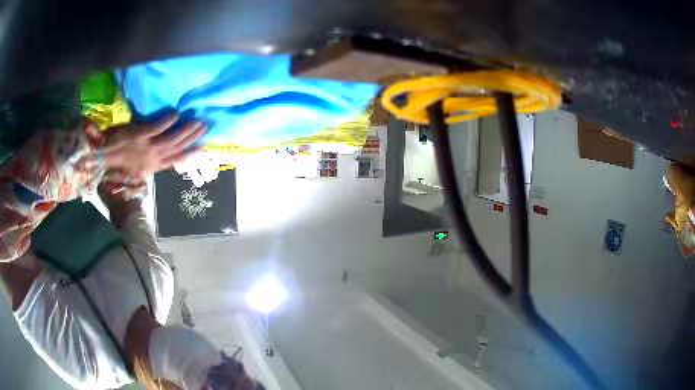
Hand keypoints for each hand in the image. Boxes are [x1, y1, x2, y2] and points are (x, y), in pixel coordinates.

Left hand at [103, 114, 205, 175]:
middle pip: (177, 148)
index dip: (190, 155)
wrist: (102, 158)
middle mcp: (153, 159)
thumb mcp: (136, 168)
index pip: (175, 161)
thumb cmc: (117, 164)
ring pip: (171, 139)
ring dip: (186, 130)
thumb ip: (149, 161)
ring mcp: (147, 148)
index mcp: (152, 167)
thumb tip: (162, 154)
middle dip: (193, 138)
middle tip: (205, 126)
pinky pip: (157, 128)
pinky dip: (167, 122)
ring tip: (198, 120)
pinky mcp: (140, 136)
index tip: (203, 148)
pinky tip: (176, 114)